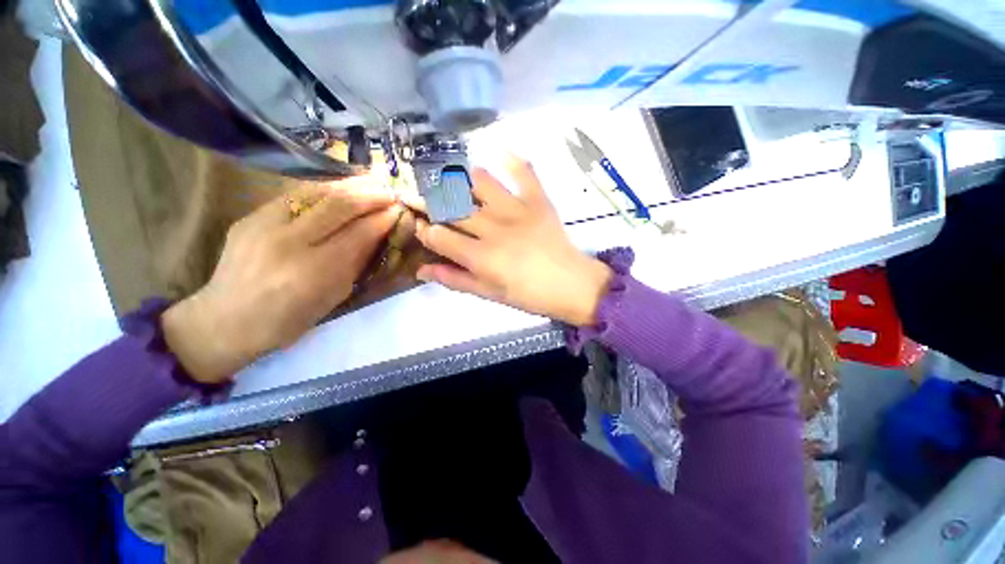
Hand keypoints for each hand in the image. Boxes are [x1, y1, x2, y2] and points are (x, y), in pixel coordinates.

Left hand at [162, 180, 399, 383]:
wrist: (225, 320)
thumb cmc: (288, 319)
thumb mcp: (333, 297)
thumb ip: (355, 262)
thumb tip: (377, 234)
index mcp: (315, 271)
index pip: (358, 234)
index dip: (382, 220)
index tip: (398, 211)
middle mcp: (289, 242)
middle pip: (338, 207)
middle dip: (370, 197)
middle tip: (390, 193)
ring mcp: (264, 225)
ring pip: (315, 194)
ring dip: (348, 186)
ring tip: (370, 181)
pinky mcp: (250, 217)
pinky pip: (294, 196)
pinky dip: (322, 190)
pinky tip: (338, 188)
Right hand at [407, 156, 611, 326]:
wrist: (571, 284)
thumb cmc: (529, 295)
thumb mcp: (489, 294)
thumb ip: (456, 280)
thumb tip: (421, 270)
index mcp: (481, 257)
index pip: (439, 236)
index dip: (424, 230)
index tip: (420, 226)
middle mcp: (493, 229)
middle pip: (452, 207)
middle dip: (429, 200)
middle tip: (420, 196)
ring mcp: (517, 210)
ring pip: (479, 182)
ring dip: (461, 179)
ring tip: (453, 181)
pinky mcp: (538, 200)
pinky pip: (524, 172)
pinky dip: (513, 159)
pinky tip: (501, 152)